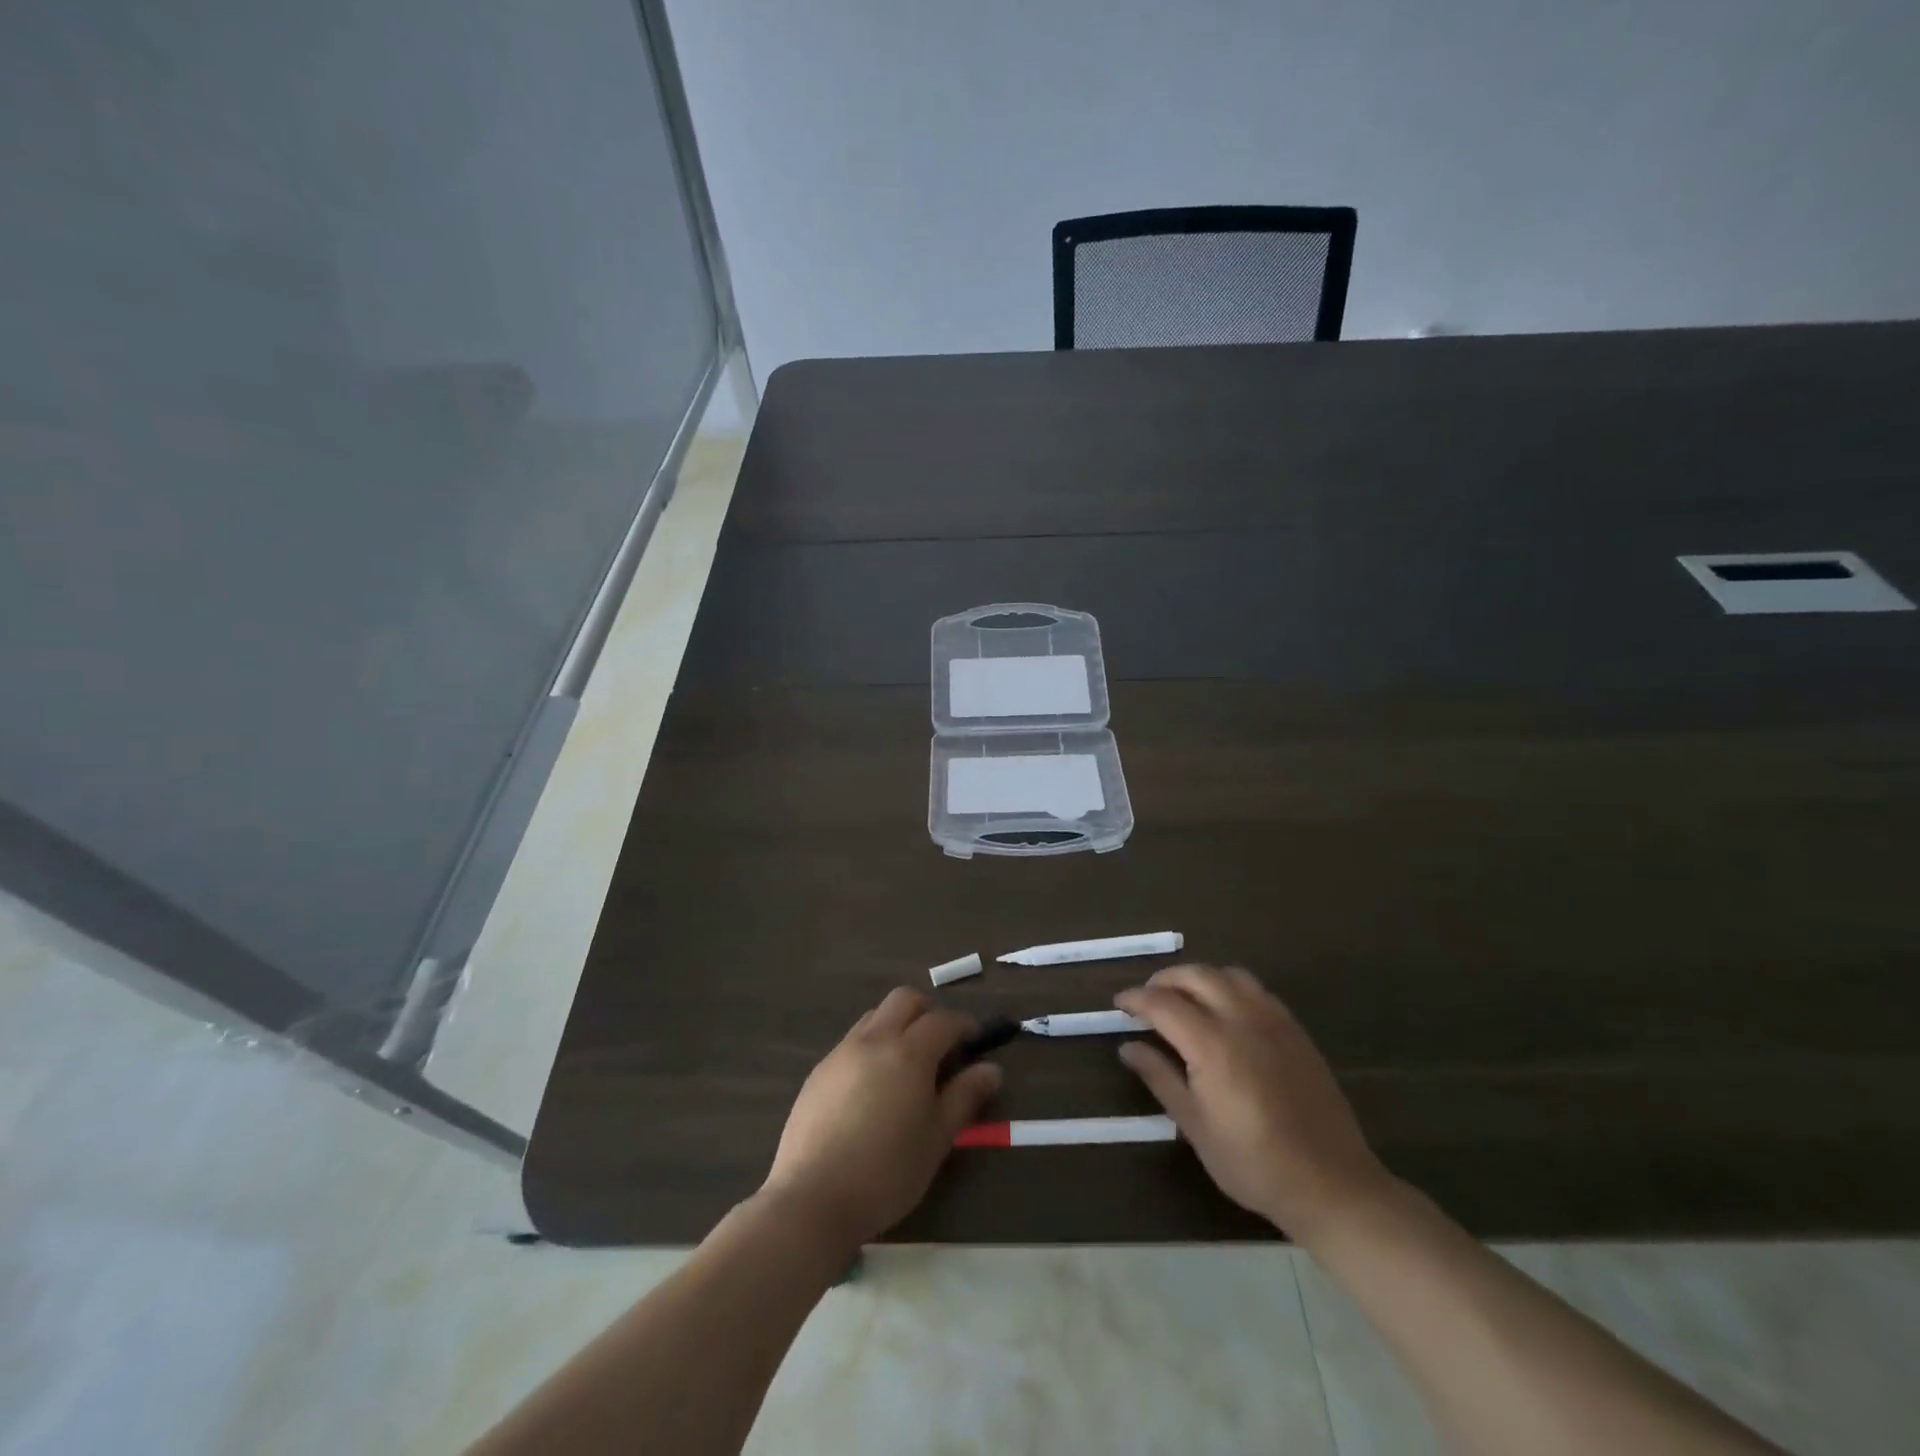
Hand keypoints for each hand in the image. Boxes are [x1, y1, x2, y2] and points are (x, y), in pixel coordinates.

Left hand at [759, 988, 1001, 1249]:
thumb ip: (965, 1097)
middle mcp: (874, 1039)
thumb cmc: (887, 1172)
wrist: (812, 1198)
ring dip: (897, 1025)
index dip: (964, 1025)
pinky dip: (872, 1047)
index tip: (974, 1041)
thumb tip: (991, 1069)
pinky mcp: (819, 1071)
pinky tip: (873, 1088)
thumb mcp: (937, 1138)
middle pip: (905, 999)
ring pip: (875, 1016)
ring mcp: (842, 1052)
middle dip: (928, 1012)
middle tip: (940, 1044)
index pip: (943, 1020)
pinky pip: (852, 1042)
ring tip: (906, 1066)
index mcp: (908, 1052)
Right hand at [1115, 965, 1392, 1240]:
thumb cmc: (1253, 1163)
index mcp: (1212, 1044)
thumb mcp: (1196, 1127)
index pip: (1163, 1003)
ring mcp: (1274, 1021)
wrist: (1331, 1184)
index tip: (1119, 1004)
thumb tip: (1127, 1048)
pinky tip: (1225, 1012)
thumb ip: (1160, 1078)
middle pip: (1195, 975)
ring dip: (1199, 977)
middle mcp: (1242, 1019)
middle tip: (1147, 999)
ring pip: (1228, 974)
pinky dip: (1229, 987)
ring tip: (1184, 999)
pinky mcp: (1295, 1030)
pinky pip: (1256, 989)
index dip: (1136, 999)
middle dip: (1164, 980)